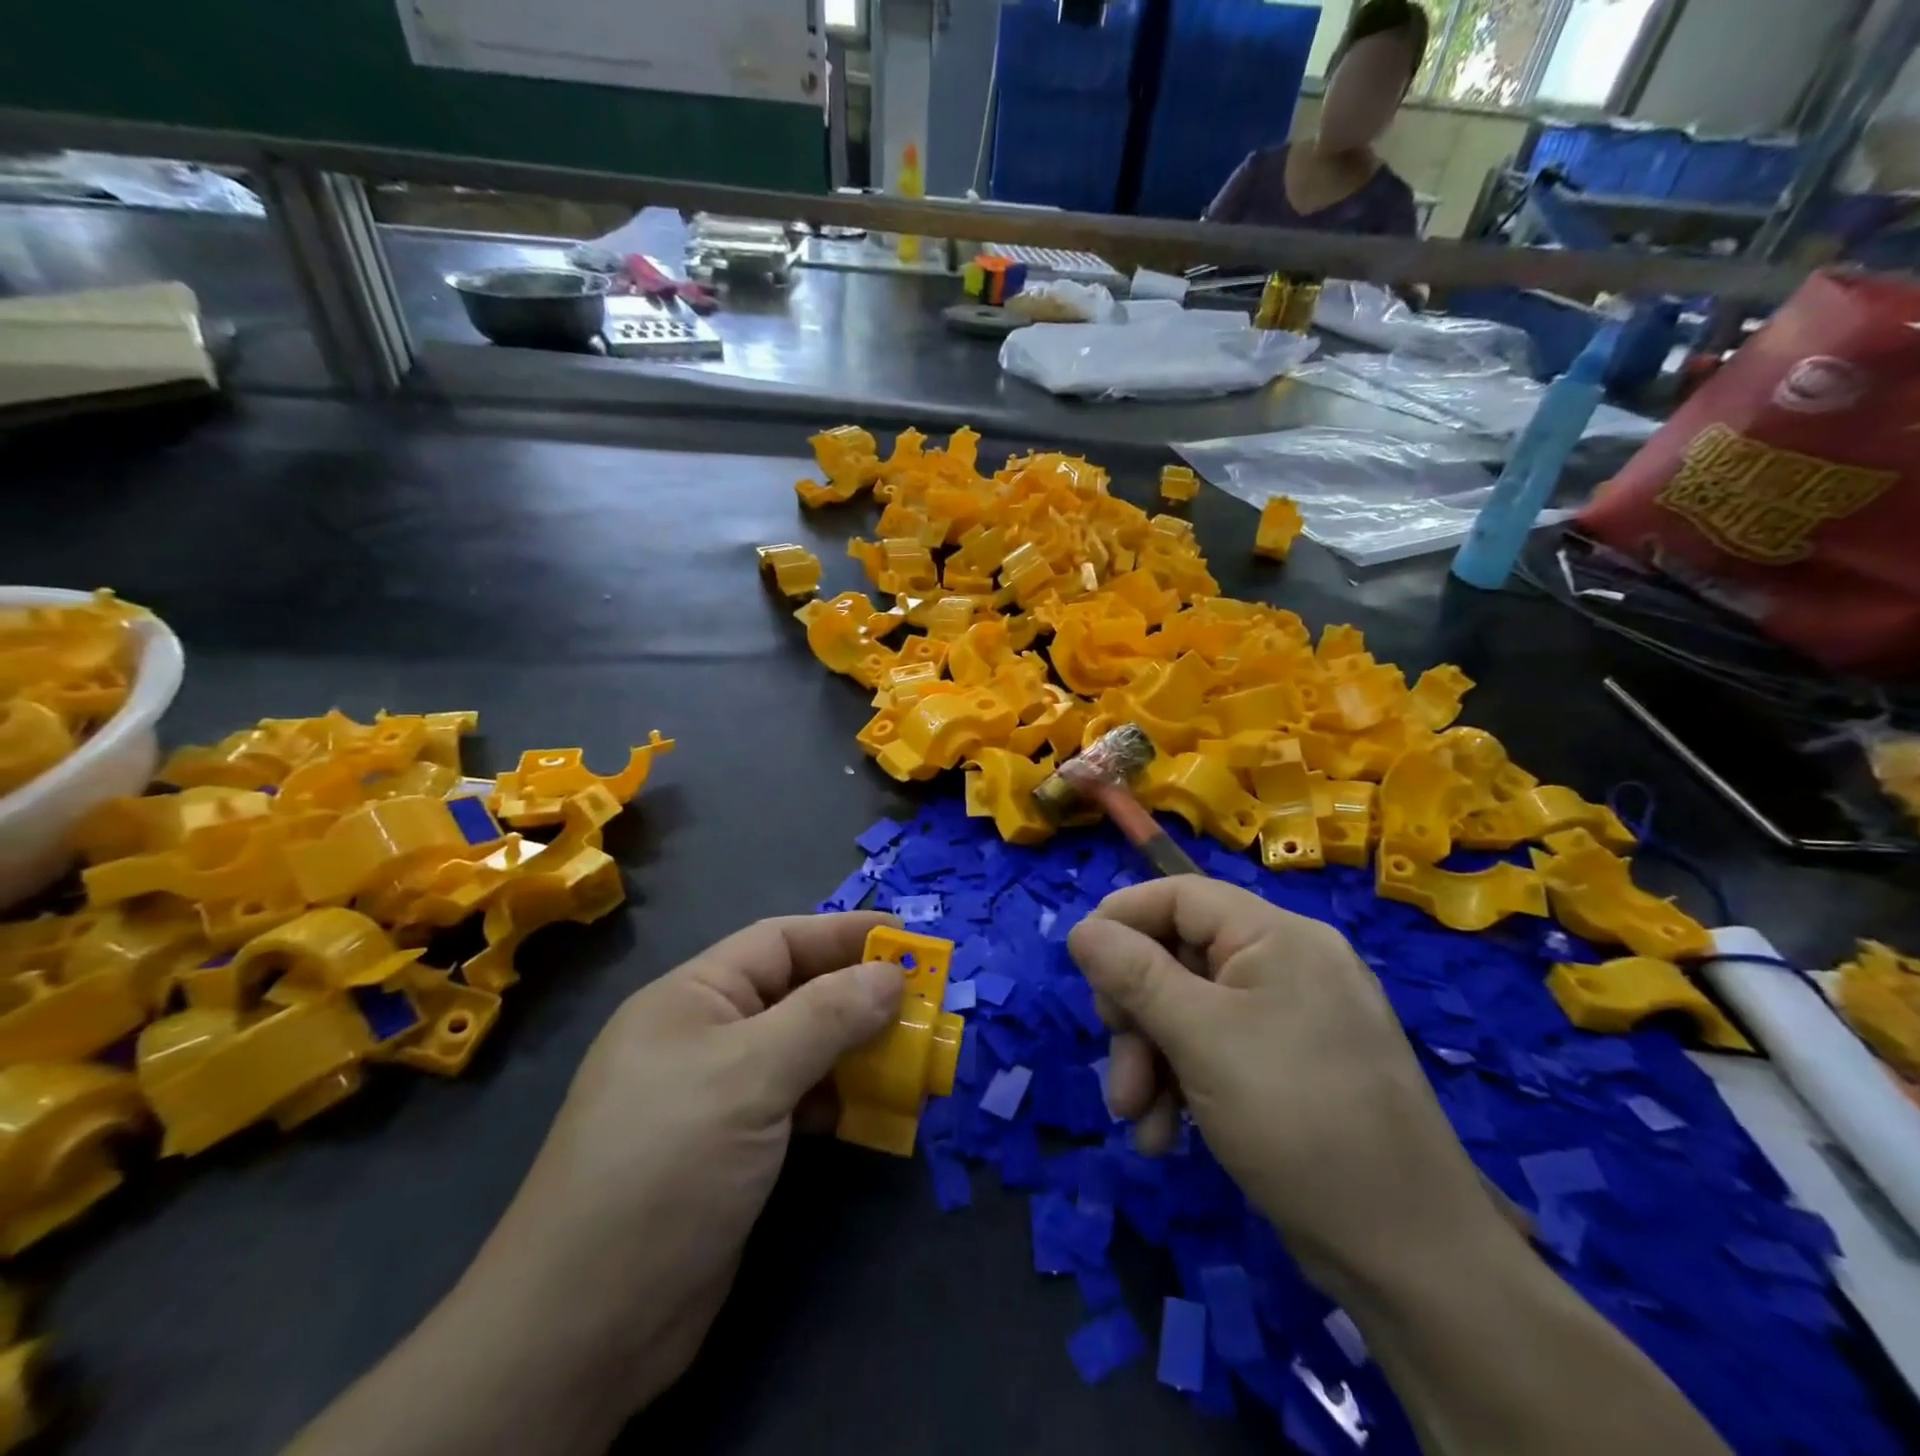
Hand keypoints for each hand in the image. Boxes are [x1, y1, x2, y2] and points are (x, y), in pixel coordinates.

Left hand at [461, 911, 905, 1414]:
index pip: (780, 941)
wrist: (584, 1328)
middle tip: (925, 1004)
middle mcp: (706, 1035)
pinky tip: (871, 1112)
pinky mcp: (734, 1148)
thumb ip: (827, 1016)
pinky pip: (798, 1101)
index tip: (908, 939)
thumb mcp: (750, 1074)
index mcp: (694, 996)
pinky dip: (837, 1099)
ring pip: (803, 1050)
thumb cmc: (666, 1165)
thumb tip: (892, 974)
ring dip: (856, 1050)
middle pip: (797, 994)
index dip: (845, 934)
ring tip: (913, 1057)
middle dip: (860, 995)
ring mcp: (719, 1094)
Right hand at [1066, 879, 1493, 1287]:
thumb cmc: (1297, 1119)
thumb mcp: (1200, 1038)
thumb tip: (1082, 928)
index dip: (1123, 919)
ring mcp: (1291, 1016)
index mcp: (1276, 935)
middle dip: (1136, 1015)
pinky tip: (1166, 1135)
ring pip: (1190, 1010)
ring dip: (1152, 1060)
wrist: (1409, 1257)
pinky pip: (1218, 1049)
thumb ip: (1135, 975)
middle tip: (1117, 1066)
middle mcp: (1285, 963)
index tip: (1081, 963)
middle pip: (1178, 958)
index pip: (1180, 895)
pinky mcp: (1291, 1065)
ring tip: (1137, 1118)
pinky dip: (1184, 1083)